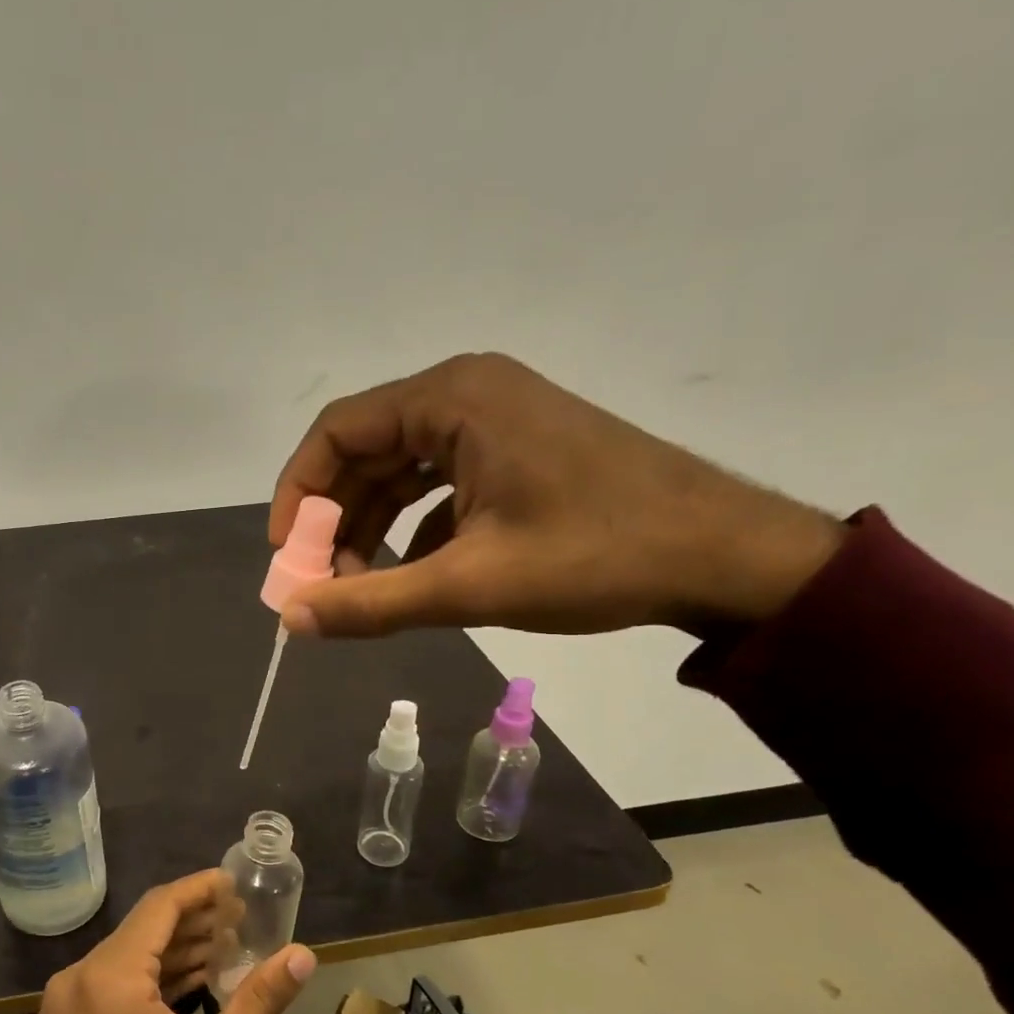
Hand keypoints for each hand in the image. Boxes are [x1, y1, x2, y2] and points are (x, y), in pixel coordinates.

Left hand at [38, 870, 314, 1013]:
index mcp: (106, 980)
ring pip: (126, 960)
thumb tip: (304, 952)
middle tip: (242, 917)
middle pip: (140, 932)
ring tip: (228, 943)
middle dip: (192, 921)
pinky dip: (152, 981)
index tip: (235, 882)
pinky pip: (112, 989)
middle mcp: (74, 984)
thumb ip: (261, 997)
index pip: (158, 910)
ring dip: (174, 951)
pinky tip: (194, 979)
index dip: (199, 890)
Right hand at [269, 353, 845, 638]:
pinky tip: (412, 574)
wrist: (726, 556)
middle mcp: (468, 393)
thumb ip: (371, 603)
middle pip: (366, 450)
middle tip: (320, 583)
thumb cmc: (596, 557)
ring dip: (371, 526)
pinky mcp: (516, 450)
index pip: (338, 432)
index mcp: (452, 399)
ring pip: (401, 469)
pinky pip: (438, 482)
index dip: (298, 493)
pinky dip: (413, 527)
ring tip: (360, 587)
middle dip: (335, 520)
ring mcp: (496, 420)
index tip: (287, 555)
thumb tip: (291, 619)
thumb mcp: (470, 585)